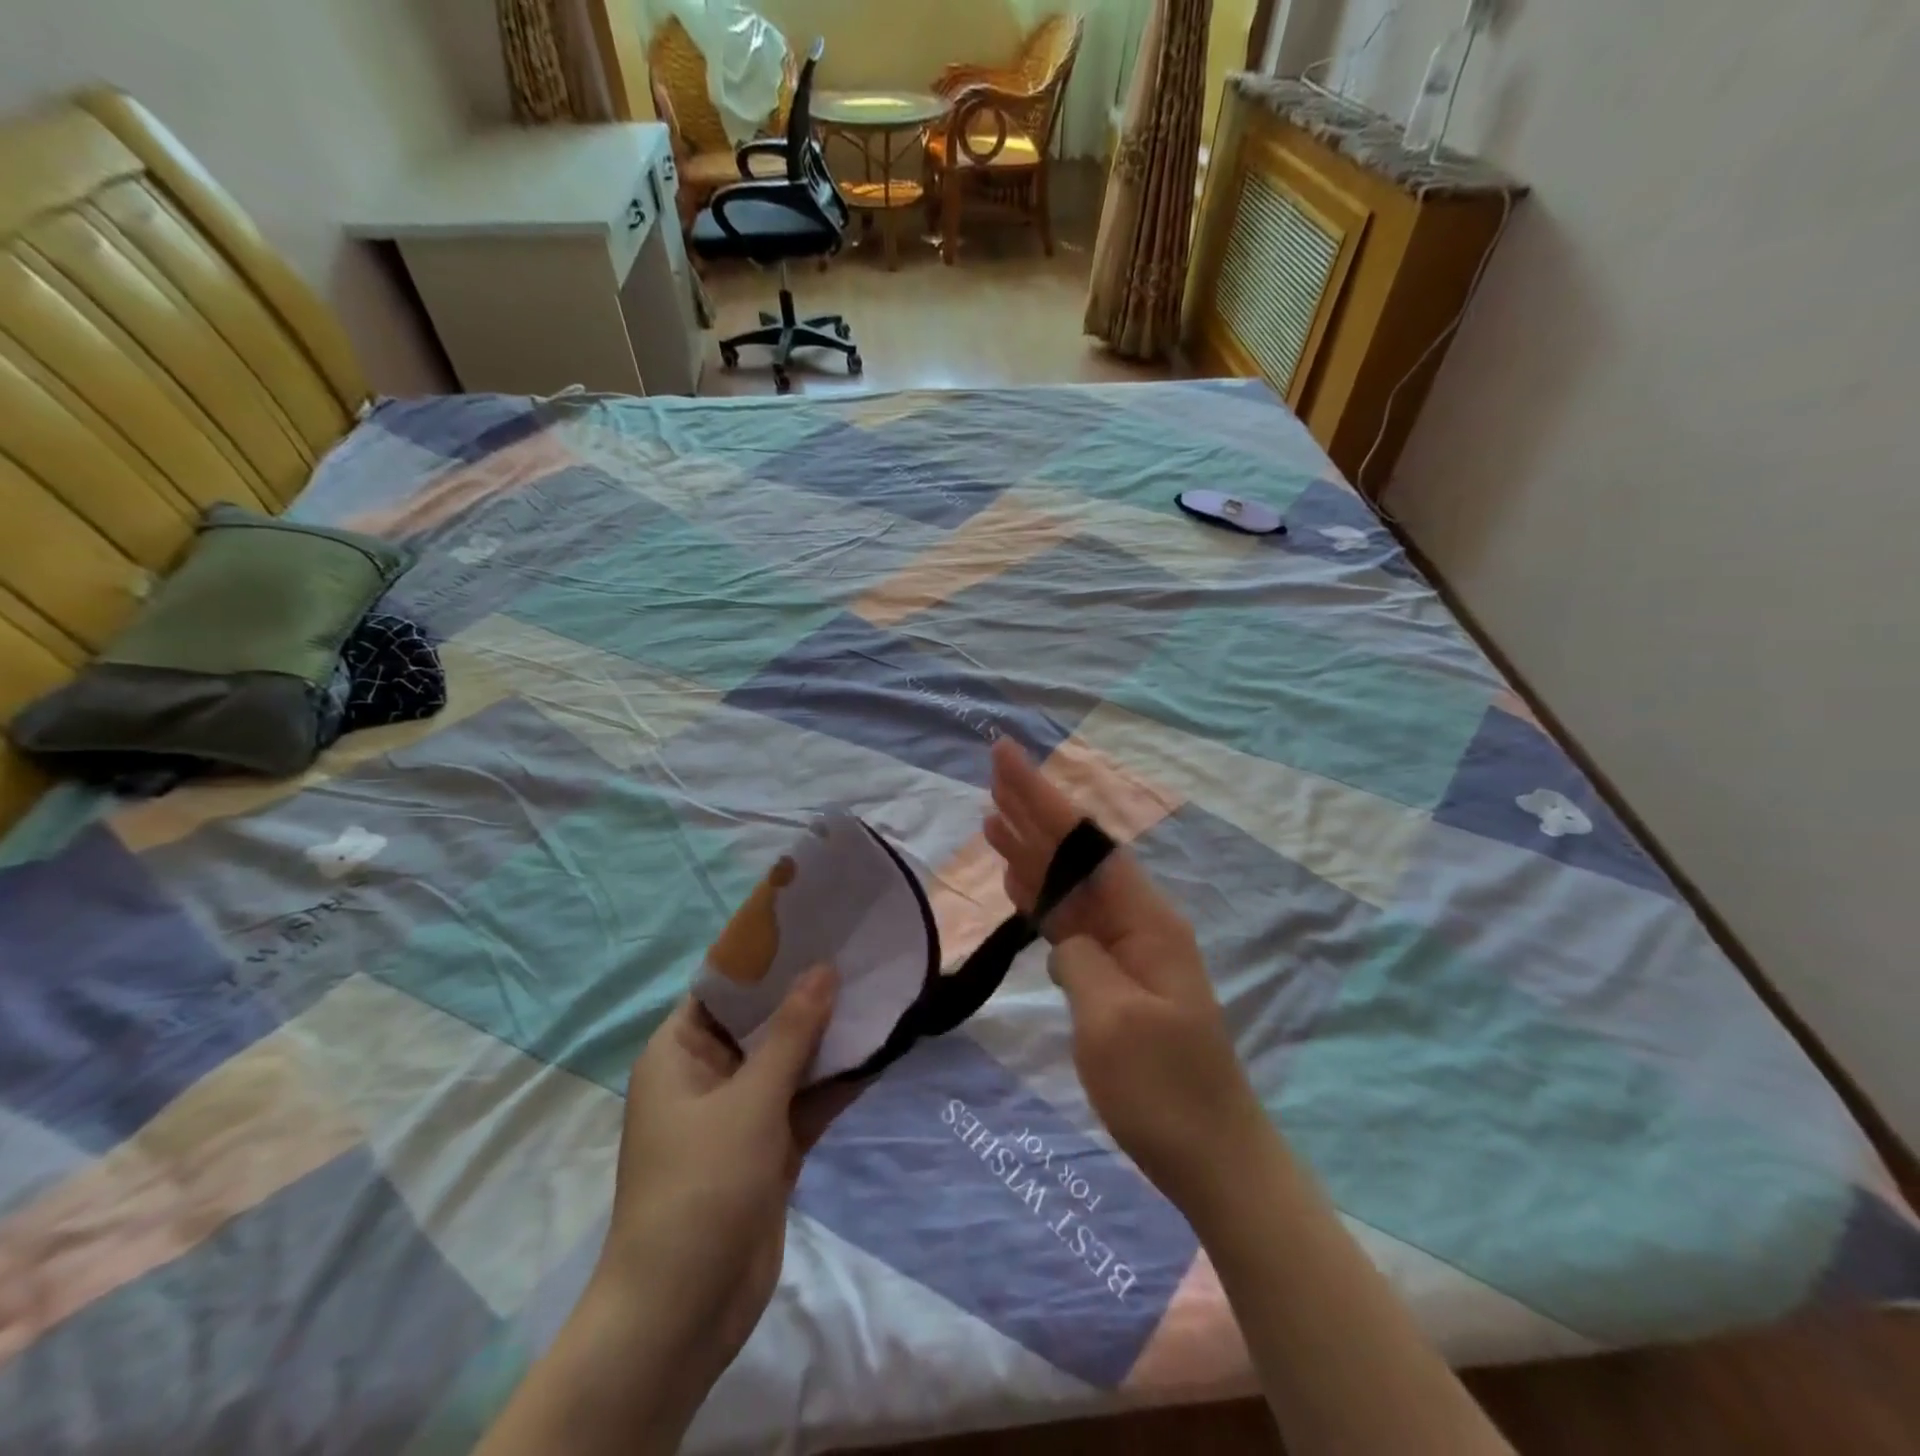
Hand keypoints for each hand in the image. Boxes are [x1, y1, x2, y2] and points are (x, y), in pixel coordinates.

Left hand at [597, 969, 837, 1393]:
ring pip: (789, 1059)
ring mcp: (740, 1113)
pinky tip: (879, 1050)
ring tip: (877, 991)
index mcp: (680, 1052)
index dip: (765, 955)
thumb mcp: (749, 1099)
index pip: (722, 986)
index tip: (812, 923)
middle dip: (806, 991)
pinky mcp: (769, 1147)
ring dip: (828, 1036)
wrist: (685, 1310)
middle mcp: (708, 1075)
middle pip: (762, 1020)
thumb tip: (824, 968)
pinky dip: (836, 1081)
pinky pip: (805, 1100)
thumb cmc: (701, 1184)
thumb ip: (792, 1033)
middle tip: (856, 950)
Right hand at [984, 739, 1266, 1210]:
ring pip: (1070, 885)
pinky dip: (1040, 896)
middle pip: (1077, 854)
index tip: (1007, 759)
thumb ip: (1081, 959)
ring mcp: (1126, 950)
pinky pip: (1070, 922)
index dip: (1042, 799)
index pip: (1085, 844)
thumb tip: (1063, 934)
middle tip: (994, 770)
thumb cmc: (1165, 1091)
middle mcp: (1138, 922)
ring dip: (1032, 850)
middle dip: (1035, 811)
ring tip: (992, 817)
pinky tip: (1017, 880)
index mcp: (1146, 920)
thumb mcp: (1113, 1022)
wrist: (1212, 1157)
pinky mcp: (1114, 978)